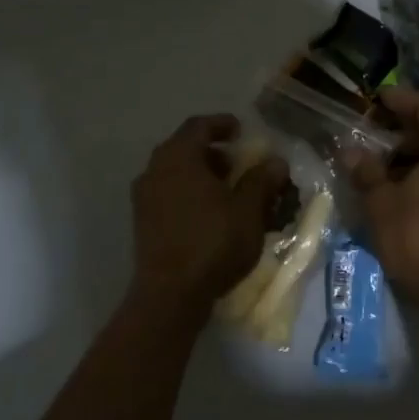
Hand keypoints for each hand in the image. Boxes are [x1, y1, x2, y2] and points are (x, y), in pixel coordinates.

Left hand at [130, 115, 288, 320]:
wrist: (170, 295)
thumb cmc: (213, 242)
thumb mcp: (248, 210)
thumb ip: (262, 180)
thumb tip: (276, 162)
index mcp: (178, 157)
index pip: (198, 126)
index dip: (222, 124)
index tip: (241, 131)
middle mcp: (155, 170)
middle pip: (184, 148)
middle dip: (213, 152)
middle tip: (238, 163)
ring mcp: (144, 198)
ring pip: (175, 173)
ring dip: (201, 174)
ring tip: (228, 191)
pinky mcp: (143, 223)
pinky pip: (168, 194)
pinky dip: (189, 193)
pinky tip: (210, 214)